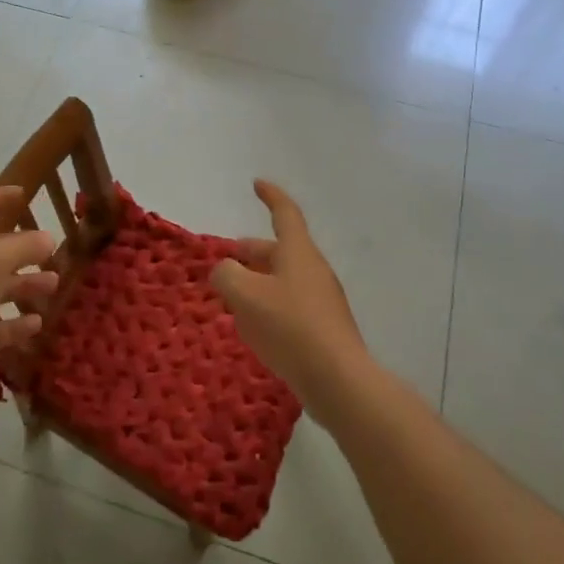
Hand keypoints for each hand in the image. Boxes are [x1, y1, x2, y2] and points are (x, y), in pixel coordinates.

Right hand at [211, 180, 370, 418]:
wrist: (338, 380)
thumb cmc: (290, 327)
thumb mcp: (245, 296)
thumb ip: (226, 275)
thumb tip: (225, 271)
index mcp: (298, 252)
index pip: (285, 213)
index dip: (270, 196)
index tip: (257, 183)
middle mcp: (313, 270)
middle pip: (280, 250)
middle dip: (253, 251)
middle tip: (228, 258)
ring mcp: (323, 300)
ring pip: (284, 280)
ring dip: (259, 282)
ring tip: (234, 297)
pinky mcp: (324, 329)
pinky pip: (291, 306)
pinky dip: (270, 306)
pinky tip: (255, 329)